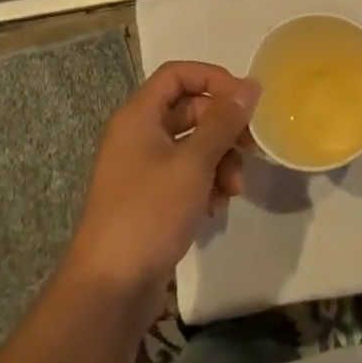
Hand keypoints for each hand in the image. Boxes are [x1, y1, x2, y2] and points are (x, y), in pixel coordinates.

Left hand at [65, 61, 259, 300]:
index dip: (213, 79)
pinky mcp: (151, 198)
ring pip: (193, 145)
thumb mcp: (193, 163)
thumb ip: (224, 122)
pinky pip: (186, 175)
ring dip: (220, 161)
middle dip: (224, 129)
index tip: (245, 101)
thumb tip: (251, 85)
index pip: (178, 74)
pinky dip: (206, 184)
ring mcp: (143, 168)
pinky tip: (217, 208)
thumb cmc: (149, 213)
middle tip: (251, 147)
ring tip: (233, 190)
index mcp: (139, 116)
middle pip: (190, 110)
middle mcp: (138, 135)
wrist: (109, 288)